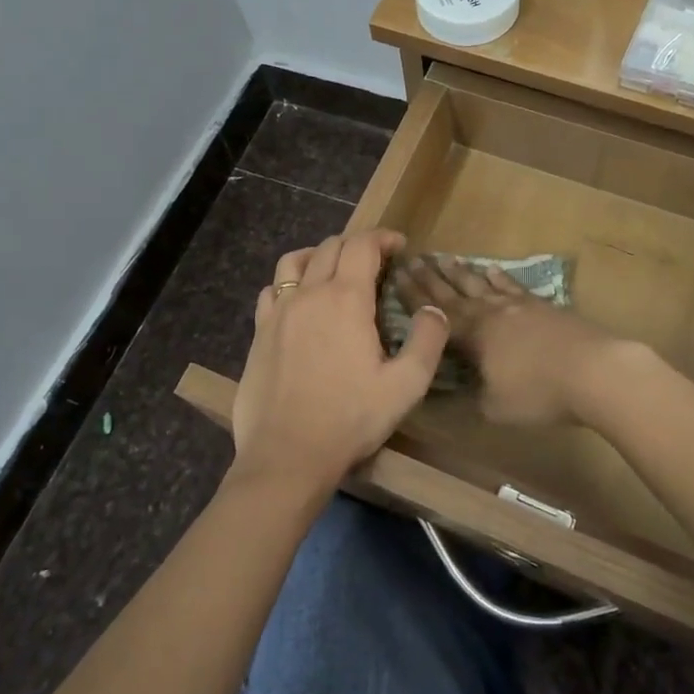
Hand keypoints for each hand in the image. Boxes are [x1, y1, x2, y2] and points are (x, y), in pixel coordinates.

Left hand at [231, 230, 447, 492]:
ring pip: (294, 261)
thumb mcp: (406, 385)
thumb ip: (427, 341)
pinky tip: (298, 303)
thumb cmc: (350, 419)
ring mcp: (278, 311)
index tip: (400, 246)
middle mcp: (309, 293)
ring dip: (319, 255)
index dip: (383, 238)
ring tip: (334, 271)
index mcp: (346, 298)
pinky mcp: (259, 332)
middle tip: (376, 262)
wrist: (287, 455)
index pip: (362, 245)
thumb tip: (434, 310)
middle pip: (330, 246)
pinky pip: (271, 290)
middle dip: (357, 245)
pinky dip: (289, 283)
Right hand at [392, 258, 609, 425]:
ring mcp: (518, 305)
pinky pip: (511, 285)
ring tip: (445, 258)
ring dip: (461, 272)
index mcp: (472, 334)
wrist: (595, 370)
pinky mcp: (543, 305)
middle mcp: (490, 312)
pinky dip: (498, 277)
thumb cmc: (539, 392)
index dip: (413, 295)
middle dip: (431, 277)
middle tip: (414, 258)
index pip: (434, 312)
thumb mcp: (494, 407)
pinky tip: (491, 269)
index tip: (396, 275)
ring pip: (481, 283)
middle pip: (454, 291)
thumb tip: (450, 393)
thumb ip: (469, 397)